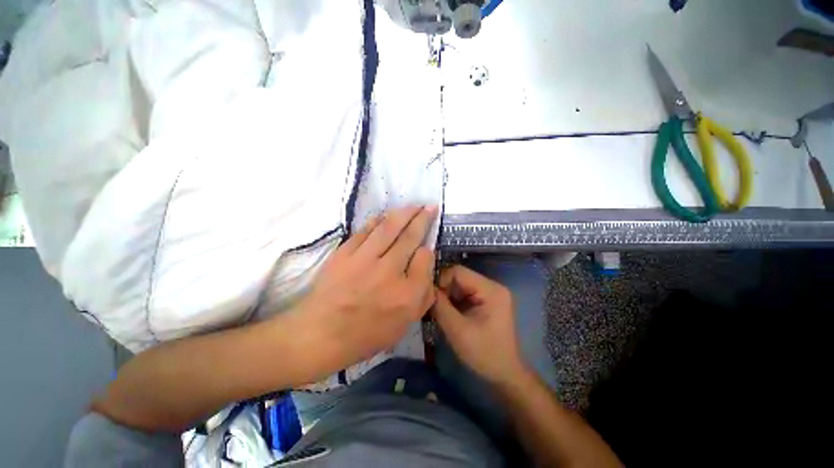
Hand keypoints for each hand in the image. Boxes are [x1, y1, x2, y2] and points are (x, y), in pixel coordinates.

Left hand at [291, 206, 437, 379]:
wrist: (320, 334)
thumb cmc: (366, 335)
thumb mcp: (404, 325)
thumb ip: (423, 296)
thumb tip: (426, 266)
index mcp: (407, 294)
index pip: (425, 258)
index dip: (428, 248)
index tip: (427, 245)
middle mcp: (389, 272)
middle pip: (410, 237)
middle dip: (423, 219)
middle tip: (430, 206)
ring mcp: (365, 259)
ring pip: (389, 228)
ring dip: (404, 213)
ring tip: (414, 205)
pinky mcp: (345, 253)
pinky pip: (365, 231)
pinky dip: (378, 221)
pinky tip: (386, 215)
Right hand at [432, 265, 526, 384]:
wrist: (505, 373)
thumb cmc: (484, 353)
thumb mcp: (457, 330)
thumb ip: (440, 306)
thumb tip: (426, 289)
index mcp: (490, 289)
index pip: (459, 272)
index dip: (441, 280)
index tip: (430, 296)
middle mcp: (492, 286)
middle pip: (460, 278)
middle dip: (444, 290)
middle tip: (432, 305)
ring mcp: (490, 293)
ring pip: (460, 286)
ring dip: (448, 297)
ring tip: (438, 311)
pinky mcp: (486, 301)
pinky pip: (465, 294)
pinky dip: (454, 302)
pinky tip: (448, 314)